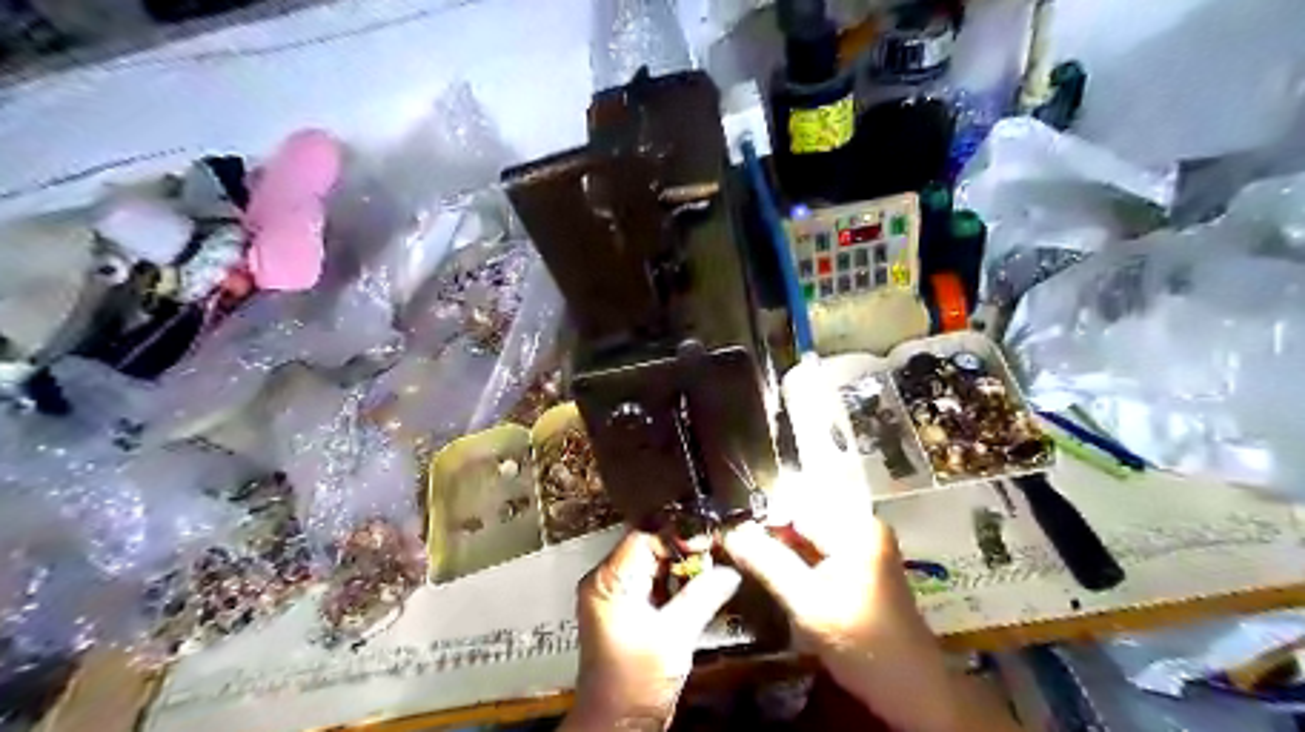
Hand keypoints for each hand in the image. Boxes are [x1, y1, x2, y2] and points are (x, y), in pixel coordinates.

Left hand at [565, 531, 742, 731]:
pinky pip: (655, 582)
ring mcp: (617, 594)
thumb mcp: (673, 636)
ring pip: (654, 563)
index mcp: (609, 580)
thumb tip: (730, 570)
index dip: (679, 535)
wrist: (616, 724)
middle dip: (685, 549)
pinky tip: (700, 585)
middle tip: (717, 553)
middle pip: (650, 546)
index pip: (645, 536)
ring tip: (714, 567)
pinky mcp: (628, 608)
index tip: (710, 540)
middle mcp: (607, 580)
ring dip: (683, 565)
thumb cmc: (634, 683)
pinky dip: (677, 582)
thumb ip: (702, 597)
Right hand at [723, 491, 1017, 730]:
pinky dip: (797, 555)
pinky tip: (778, 571)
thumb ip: (769, 564)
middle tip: (736, 548)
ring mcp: (865, 543)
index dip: (761, 518)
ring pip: (809, 531)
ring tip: (751, 559)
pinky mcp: (862, 562)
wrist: (914, 690)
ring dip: (781, 544)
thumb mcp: (808, 606)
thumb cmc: (863, 646)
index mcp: (856, 527)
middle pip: (803, 514)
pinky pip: (820, 545)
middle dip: (770, 530)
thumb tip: (730, 534)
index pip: (796, 505)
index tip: (730, 536)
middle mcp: (863, 524)